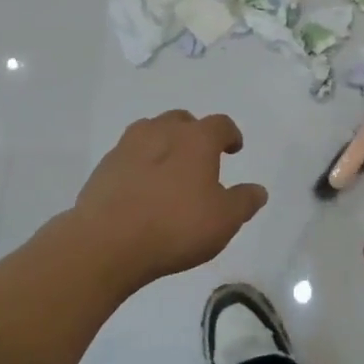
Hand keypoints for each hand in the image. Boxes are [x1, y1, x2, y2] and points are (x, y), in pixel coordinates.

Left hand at [71, 111, 268, 291]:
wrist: (105, 242)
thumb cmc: (175, 226)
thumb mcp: (224, 220)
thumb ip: (244, 202)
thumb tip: (258, 190)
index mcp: (196, 139)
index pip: (220, 124)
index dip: (230, 135)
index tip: (233, 148)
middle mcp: (162, 131)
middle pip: (182, 120)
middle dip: (194, 134)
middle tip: (200, 157)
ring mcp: (128, 146)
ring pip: (151, 131)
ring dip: (164, 143)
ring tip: (169, 168)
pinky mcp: (104, 166)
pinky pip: (129, 154)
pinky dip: (140, 163)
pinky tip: (142, 187)